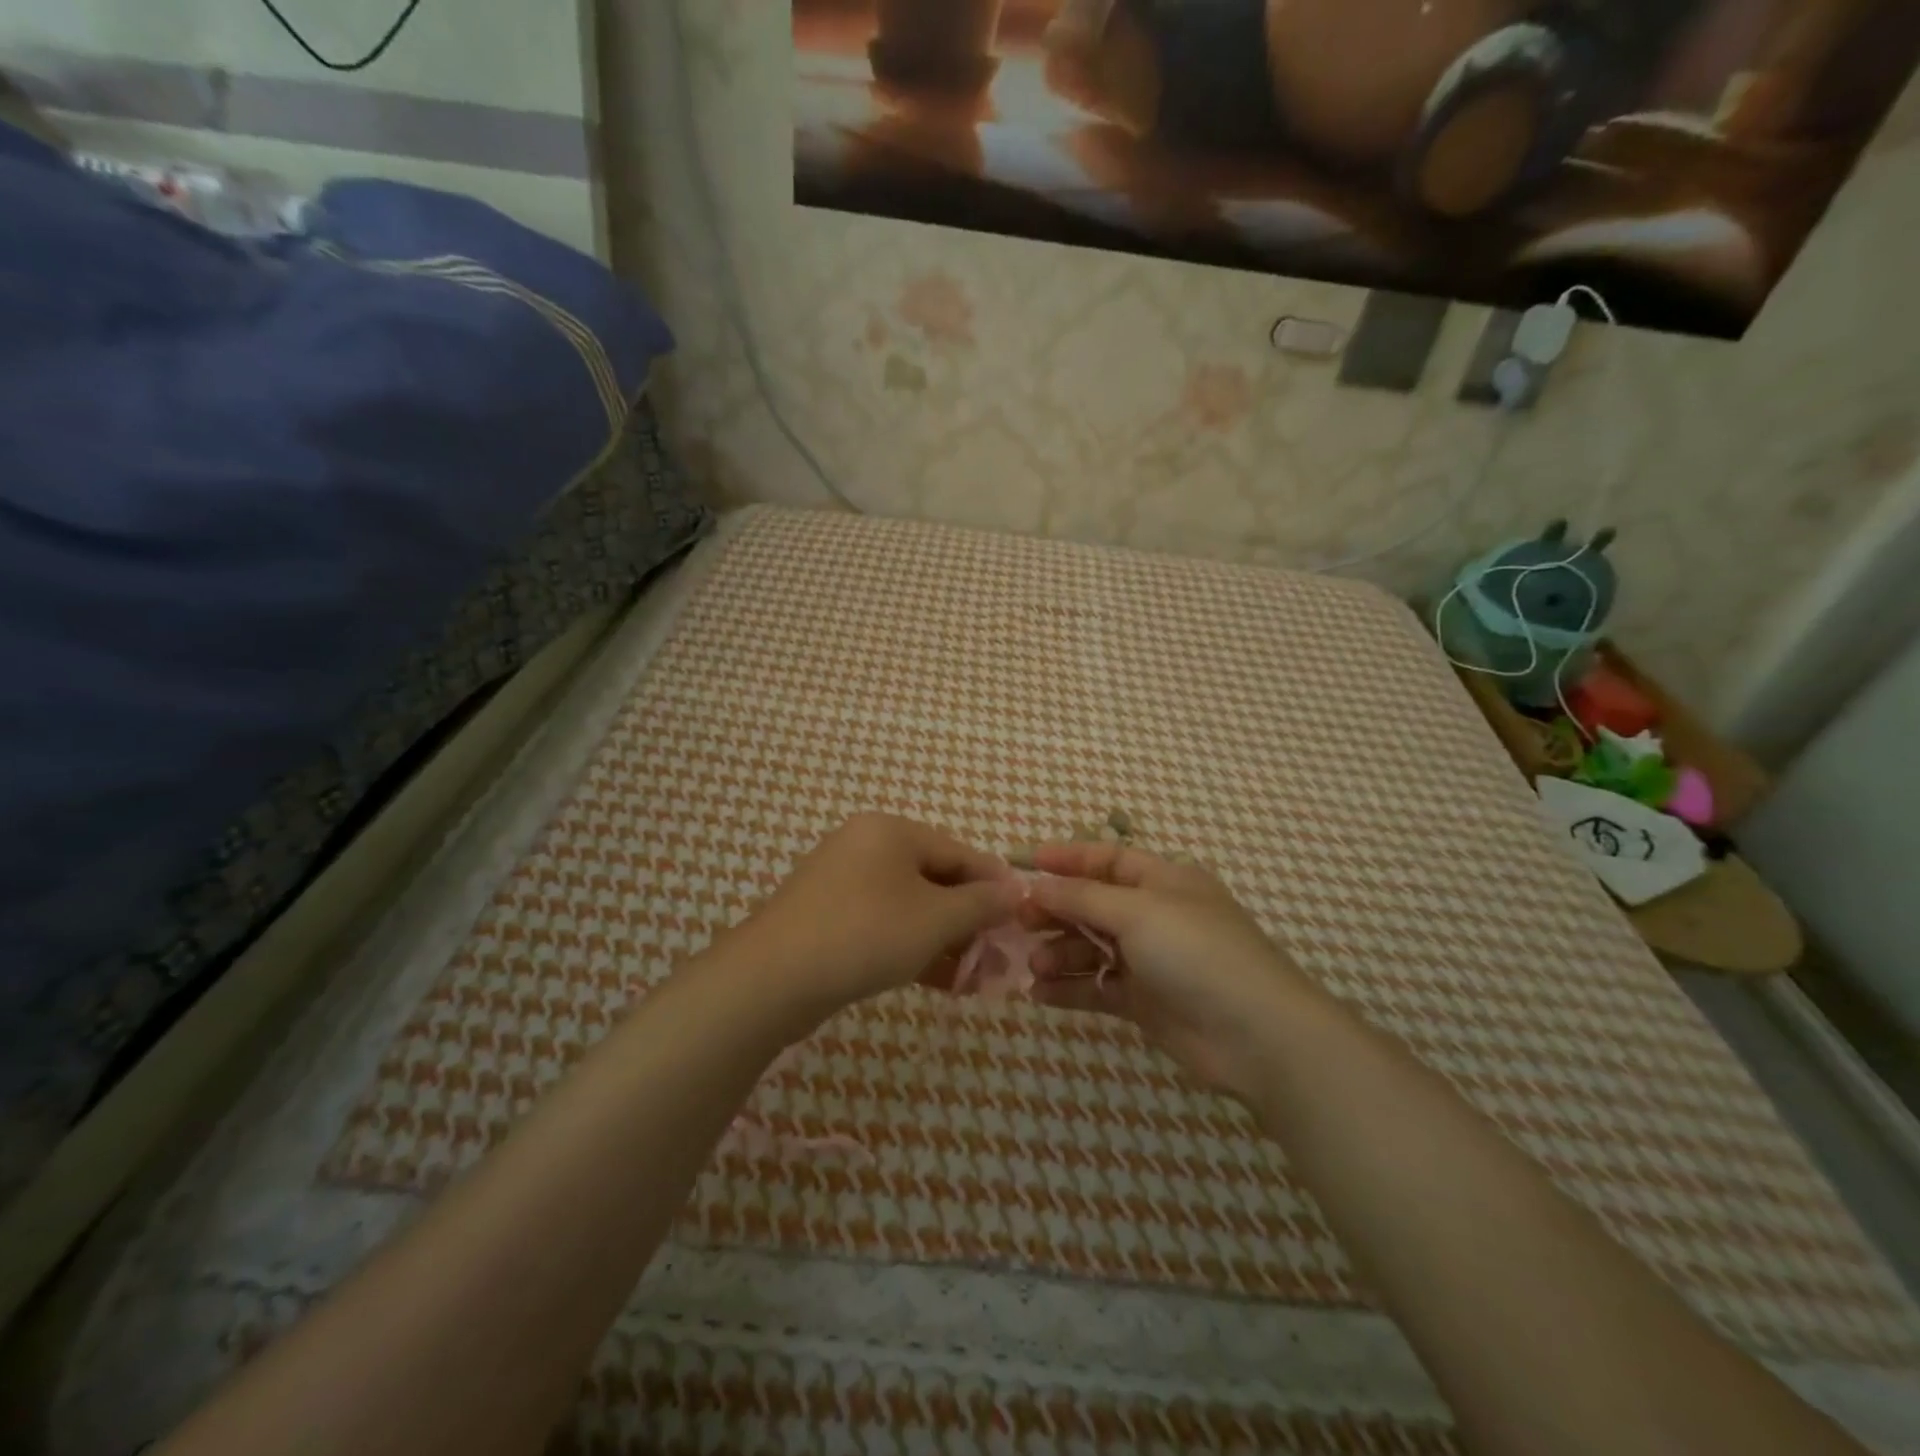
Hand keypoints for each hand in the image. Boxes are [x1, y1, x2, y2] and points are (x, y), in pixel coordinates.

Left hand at [730, 814, 1021, 1019]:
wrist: (772, 978)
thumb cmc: (866, 934)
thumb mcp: (935, 919)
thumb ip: (981, 904)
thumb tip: (1016, 890)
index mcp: (890, 831)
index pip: (959, 852)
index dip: (994, 884)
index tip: (1022, 915)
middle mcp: (865, 846)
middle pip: (934, 879)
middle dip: (968, 920)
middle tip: (995, 954)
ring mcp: (841, 882)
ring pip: (909, 907)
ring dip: (943, 939)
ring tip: (971, 976)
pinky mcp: (826, 917)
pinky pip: (882, 924)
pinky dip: (911, 947)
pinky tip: (936, 980)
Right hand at [1023, 842, 1310, 1100]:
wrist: (1256, 1035)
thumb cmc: (1197, 953)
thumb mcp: (1138, 912)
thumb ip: (1082, 898)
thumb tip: (1036, 886)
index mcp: (1164, 880)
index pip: (1107, 859)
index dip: (1067, 858)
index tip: (1023, 865)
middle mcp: (1156, 916)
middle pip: (1093, 904)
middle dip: (1056, 911)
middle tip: (1018, 922)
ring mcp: (1151, 961)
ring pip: (1092, 948)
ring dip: (1060, 953)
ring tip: (1034, 967)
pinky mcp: (1145, 1002)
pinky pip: (1098, 987)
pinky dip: (1070, 988)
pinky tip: (1039, 994)